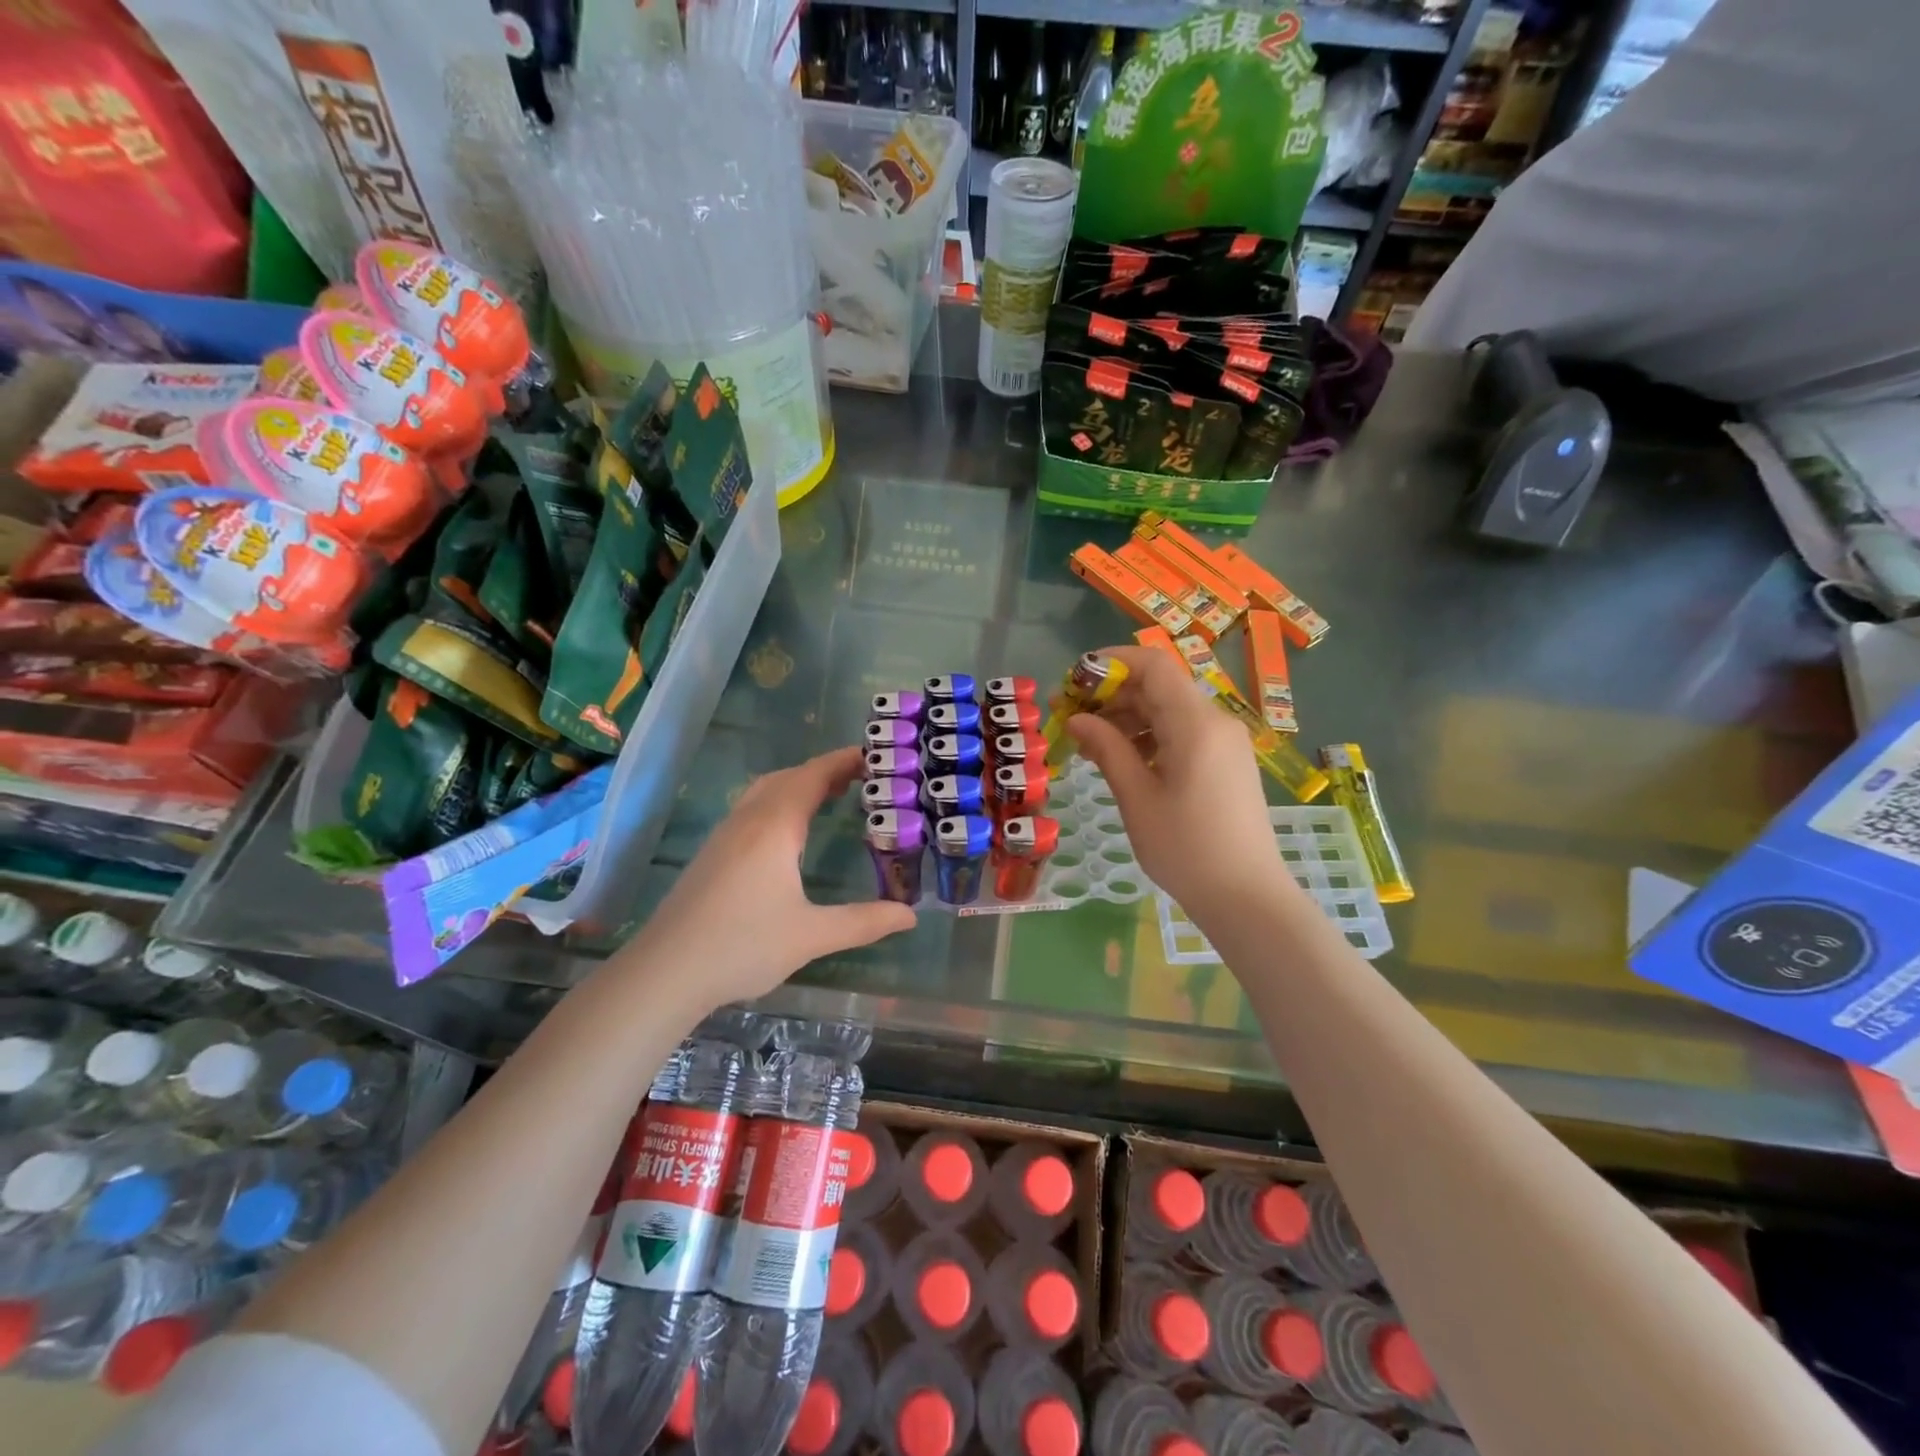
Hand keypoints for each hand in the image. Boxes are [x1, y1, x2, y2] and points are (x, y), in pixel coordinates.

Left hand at [620, 747, 915, 1008]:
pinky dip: (779, 803)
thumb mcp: (812, 936)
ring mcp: (724, 836)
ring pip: (765, 792)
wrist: (664, 972)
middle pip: (788, 777)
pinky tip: (787, 834)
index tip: (874, 755)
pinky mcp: (711, 855)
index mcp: (774, 828)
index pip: (813, 776)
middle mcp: (748, 821)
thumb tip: (910, 916)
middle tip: (861, 778)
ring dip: (798, 784)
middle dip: (824, 770)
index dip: (843, 761)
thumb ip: (863, 922)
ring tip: (829, 797)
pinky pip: (751, 810)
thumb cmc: (742, 946)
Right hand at [1068, 645, 1285, 920]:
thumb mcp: (1137, 797)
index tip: (1072, 682)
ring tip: (1090, 745)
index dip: (1109, 663)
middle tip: (1070, 718)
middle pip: (1159, 686)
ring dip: (1128, 717)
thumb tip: (1077, 719)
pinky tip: (1123, 760)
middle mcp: (1215, 721)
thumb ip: (1107, 748)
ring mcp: (1224, 741)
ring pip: (1169, 709)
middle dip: (1112, 694)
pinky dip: (1150, 736)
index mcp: (1195, 723)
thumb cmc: (1186, 848)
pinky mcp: (1225, 761)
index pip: (1152, 665)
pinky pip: (1182, 732)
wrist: (1247, 897)